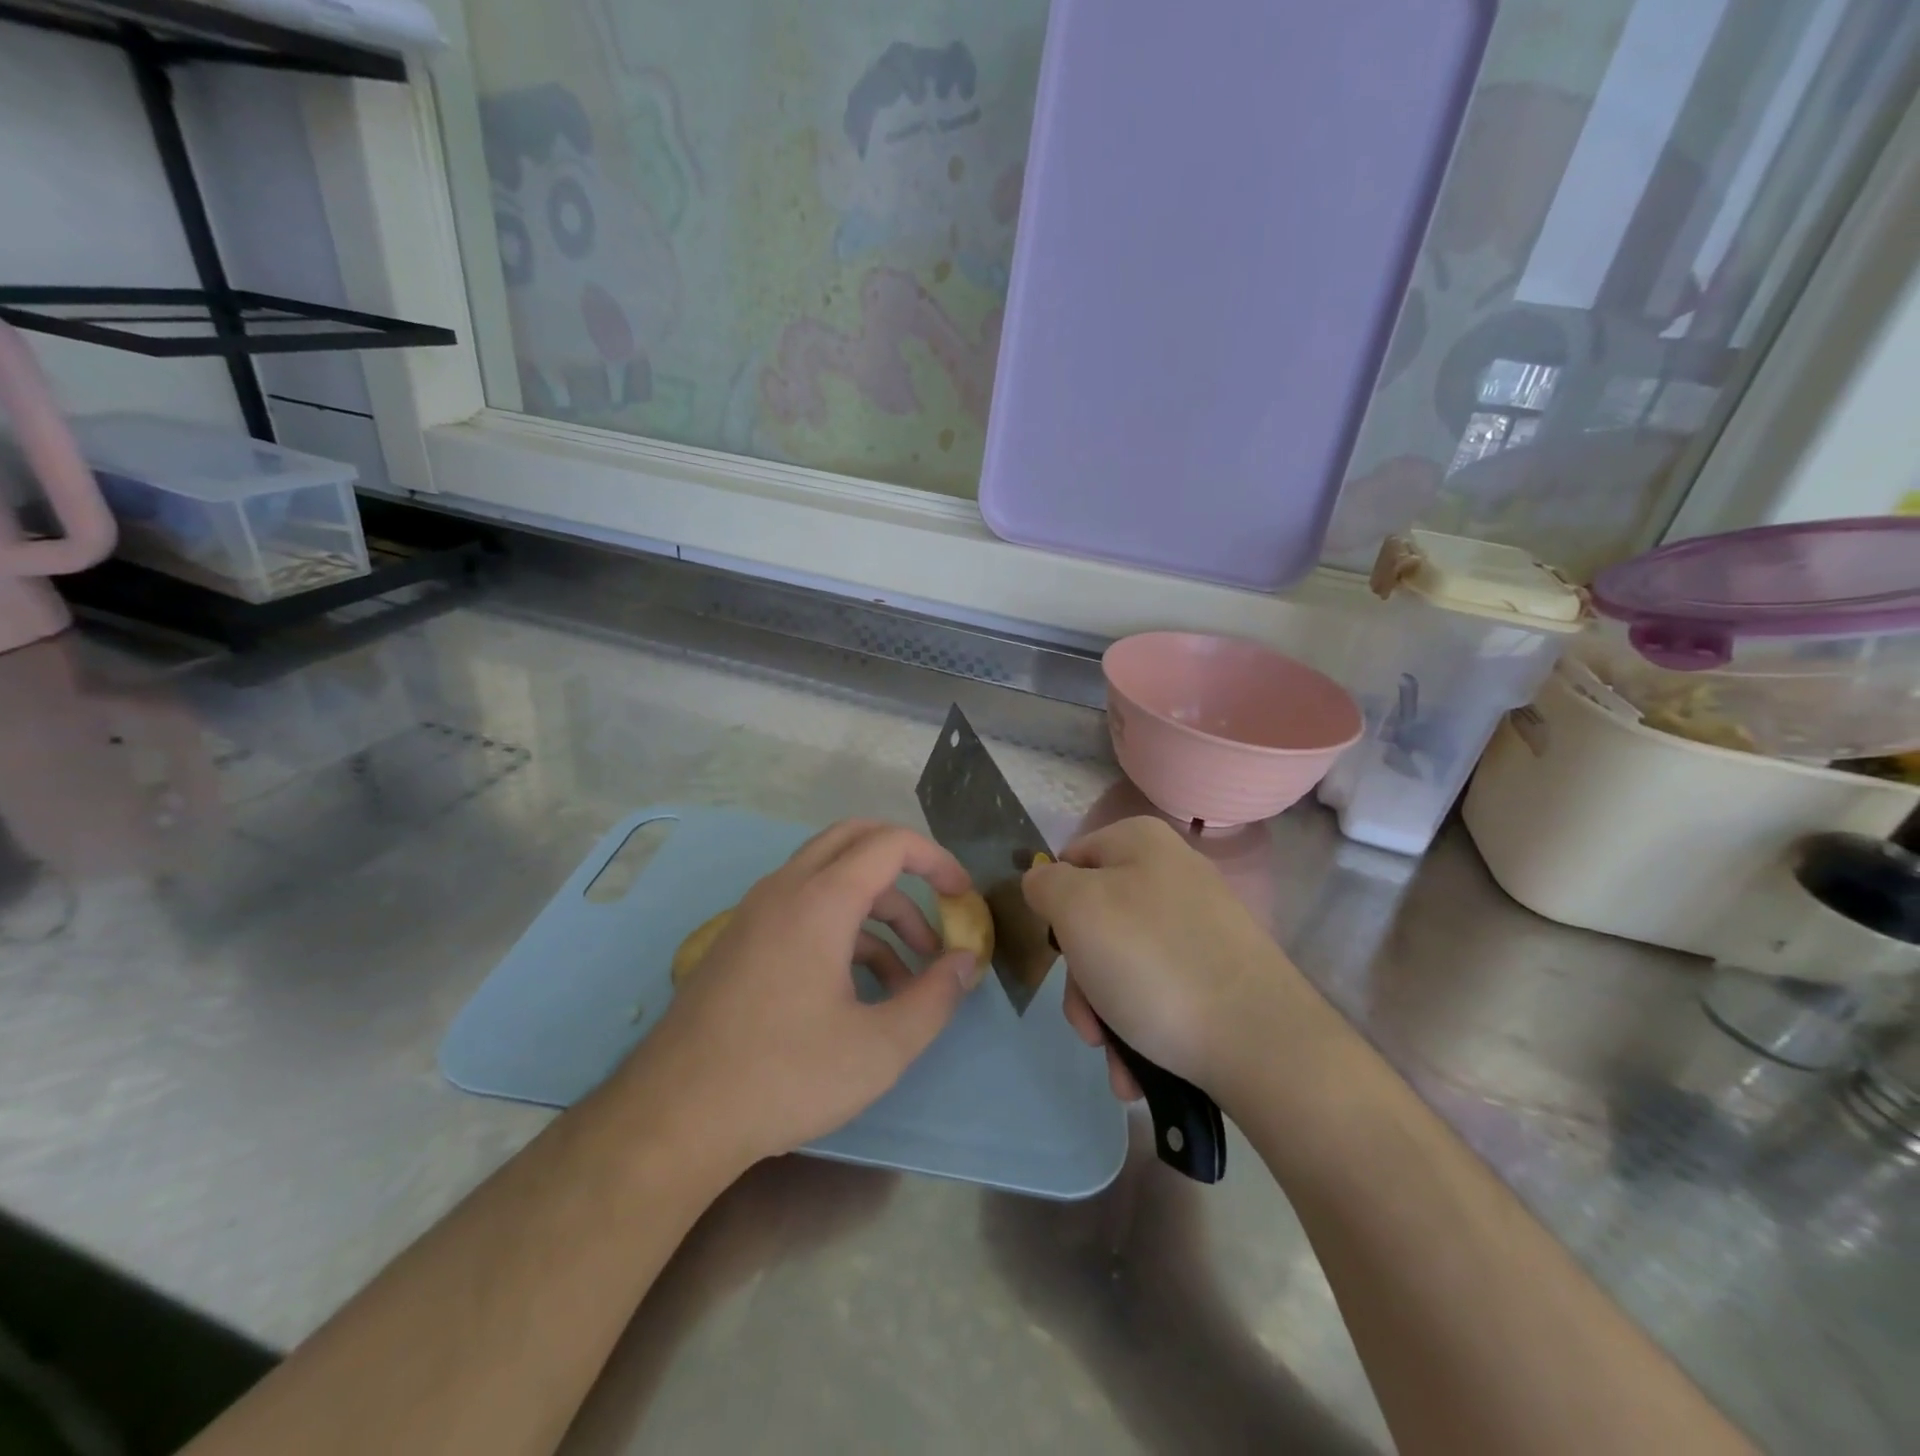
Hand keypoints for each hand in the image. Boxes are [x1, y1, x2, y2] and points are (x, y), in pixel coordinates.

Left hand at [627, 820, 985, 1169]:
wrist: (673, 1117)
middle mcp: (785, 889)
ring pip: (830, 875)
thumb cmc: (784, 1076)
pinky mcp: (742, 939)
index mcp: (820, 900)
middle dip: (906, 864)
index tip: (963, 896)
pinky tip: (862, 987)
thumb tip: (966, 962)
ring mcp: (756, 912)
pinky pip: (804, 906)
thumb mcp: (880, 1047)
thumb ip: (935, 997)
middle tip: (939, 903)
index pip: (890, 843)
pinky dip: (843, 926)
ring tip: (910, 971)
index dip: (937, 860)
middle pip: (855, 839)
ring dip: (877, 905)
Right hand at [1023, 817, 1316, 1104]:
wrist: (1261, 1043)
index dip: (1054, 908)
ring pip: (1123, 963)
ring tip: (1118, 1062)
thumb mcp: (1076, 909)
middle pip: (1094, 920)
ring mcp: (1200, 924)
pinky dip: (1141, 1026)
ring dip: (1107, 1015)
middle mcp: (1172, 873)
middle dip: (1081, 980)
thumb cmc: (1151, 963)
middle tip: (1088, 1024)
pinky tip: (1139, 1068)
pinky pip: (1160, 989)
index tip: (1058, 953)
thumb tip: (1044, 881)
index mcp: (1140, 842)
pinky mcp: (1220, 970)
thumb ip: (1045, 884)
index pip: (1069, 861)